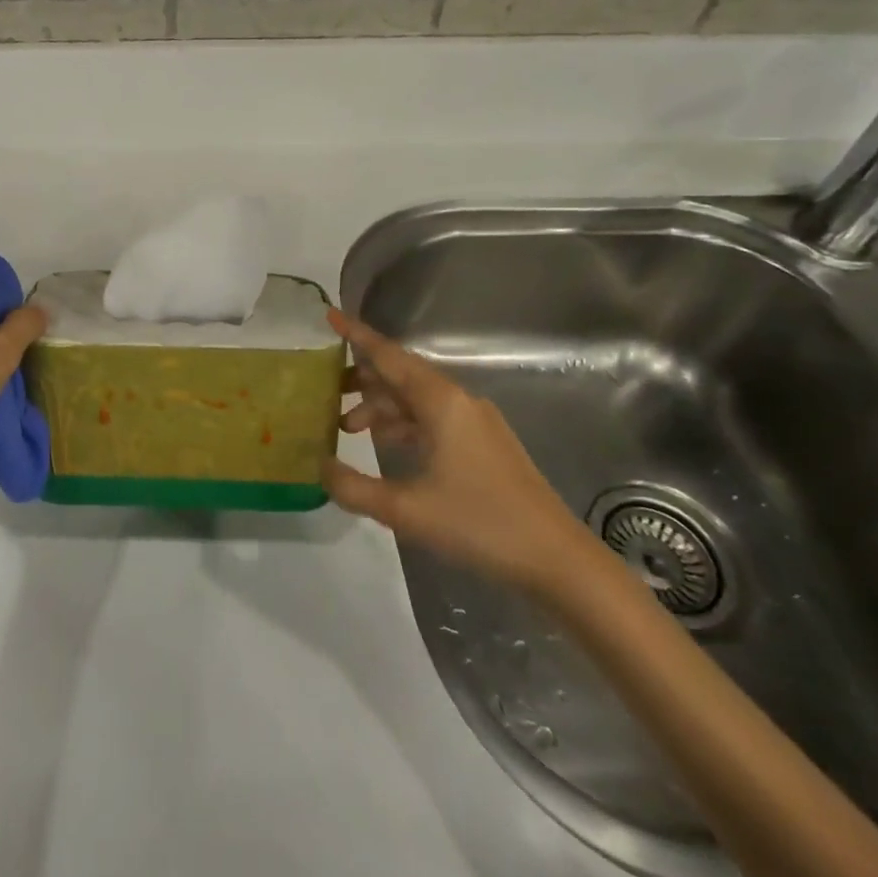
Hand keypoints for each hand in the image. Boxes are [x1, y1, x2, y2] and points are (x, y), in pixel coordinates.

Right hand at [321, 309, 591, 593]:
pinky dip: (404, 423)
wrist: (558, 560)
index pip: (388, 356)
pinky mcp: (484, 444)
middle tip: (325, 388)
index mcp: (440, 402)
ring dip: (381, 406)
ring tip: (348, 426)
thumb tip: (319, 467)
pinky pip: (433, 418)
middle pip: (401, 374)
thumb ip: (354, 487)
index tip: (329, 315)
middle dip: (362, 378)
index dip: (356, 335)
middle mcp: (458, 401)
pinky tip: (386, 444)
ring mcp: (475, 422)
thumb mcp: (406, 510)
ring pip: (416, 399)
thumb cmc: (480, 524)